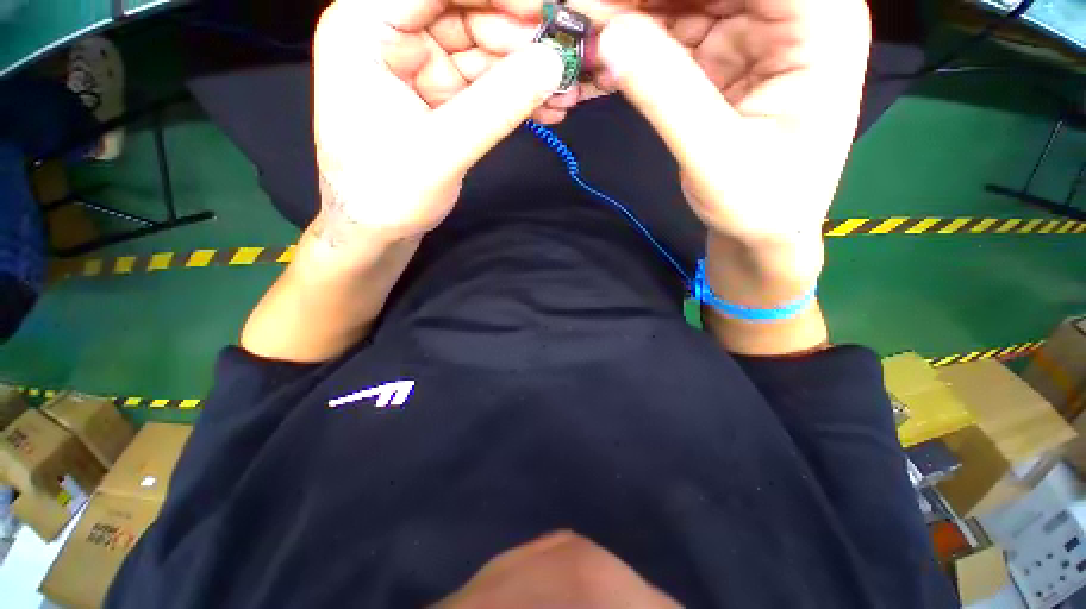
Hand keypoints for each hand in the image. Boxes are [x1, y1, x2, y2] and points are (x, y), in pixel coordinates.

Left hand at [312, 0, 565, 249]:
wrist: (379, 227)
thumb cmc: (388, 194)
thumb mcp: (441, 151)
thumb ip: (497, 107)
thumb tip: (552, 65)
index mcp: (364, 28)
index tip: (547, 10)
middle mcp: (391, 32)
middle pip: (465, 9)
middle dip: (520, 34)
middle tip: (568, 57)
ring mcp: (419, 61)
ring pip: (483, 45)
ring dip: (527, 68)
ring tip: (566, 90)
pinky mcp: (441, 90)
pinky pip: (486, 79)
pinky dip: (518, 93)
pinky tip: (548, 106)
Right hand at [586, 0, 870, 276]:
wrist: (763, 229)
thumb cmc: (759, 204)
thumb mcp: (715, 157)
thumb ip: (668, 96)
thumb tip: (610, 37)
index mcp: (819, 20)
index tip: (607, 2)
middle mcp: (790, 9)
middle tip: (579, 13)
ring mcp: (754, 27)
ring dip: (630, 14)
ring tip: (579, 29)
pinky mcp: (723, 52)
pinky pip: (672, 30)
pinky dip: (635, 40)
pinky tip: (601, 51)